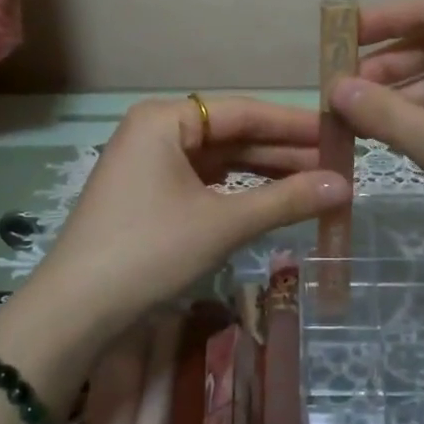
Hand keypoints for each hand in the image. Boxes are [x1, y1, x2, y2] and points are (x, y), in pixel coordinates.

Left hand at [24, 96, 350, 352]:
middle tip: (338, 164)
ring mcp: (151, 164)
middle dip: (284, 152)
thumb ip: (285, 200)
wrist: (76, 311)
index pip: (244, 112)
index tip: (339, 134)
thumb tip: (346, 185)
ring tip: (317, 183)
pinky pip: (205, 182)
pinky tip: (275, 199)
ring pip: (221, 161)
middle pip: (232, 135)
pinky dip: (240, 192)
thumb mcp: (222, 224)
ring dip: (265, 173)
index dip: (295, 124)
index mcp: (166, 119)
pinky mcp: (150, 194)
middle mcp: (157, 131)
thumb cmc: (149, 252)